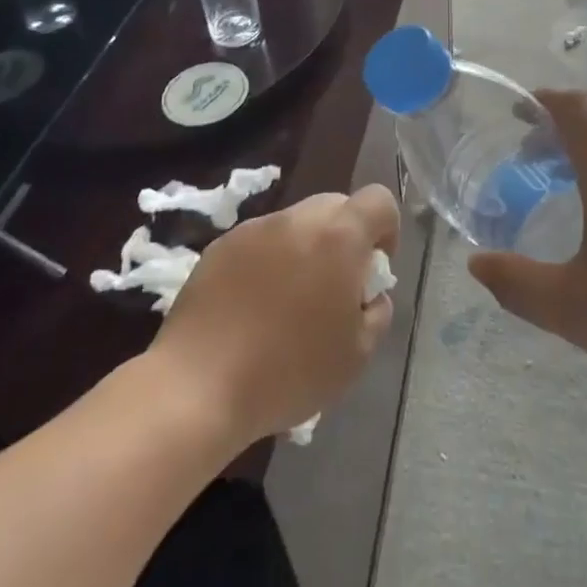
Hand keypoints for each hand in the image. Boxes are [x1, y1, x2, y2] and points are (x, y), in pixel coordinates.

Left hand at [153, 185, 399, 445]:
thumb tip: (369, 294)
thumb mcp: (357, 355)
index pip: (379, 200)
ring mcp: (254, 229)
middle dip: (345, 237)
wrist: (199, 385)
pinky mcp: (220, 245)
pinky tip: (253, 307)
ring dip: (305, 248)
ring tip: (289, 301)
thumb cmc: (289, 372)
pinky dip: (268, 261)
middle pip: (336, 206)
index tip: (373, 270)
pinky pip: (260, 241)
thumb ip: (376, 312)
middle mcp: (297, 219)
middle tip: (334, 287)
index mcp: (339, 236)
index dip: (386, 229)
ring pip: (296, 223)